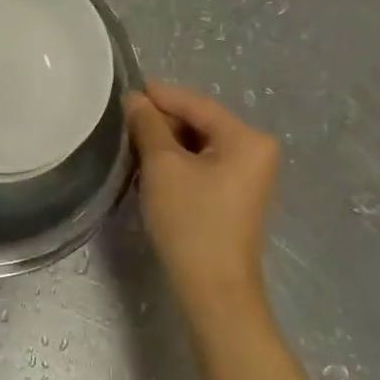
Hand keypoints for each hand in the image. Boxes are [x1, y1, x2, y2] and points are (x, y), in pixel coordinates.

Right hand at [125, 81, 280, 313]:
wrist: (213, 289)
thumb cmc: (190, 220)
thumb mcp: (162, 165)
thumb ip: (148, 124)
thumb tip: (135, 99)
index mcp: (247, 137)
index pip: (196, 103)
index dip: (159, 95)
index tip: (124, 90)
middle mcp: (256, 150)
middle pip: (200, 121)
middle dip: (162, 120)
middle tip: (124, 121)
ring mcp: (250, 174)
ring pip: (200, 143)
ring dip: (167, 141)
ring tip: (132, 142)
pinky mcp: (237, 194)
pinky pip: (205, 163)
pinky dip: (179, 160)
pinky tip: (152, 165)